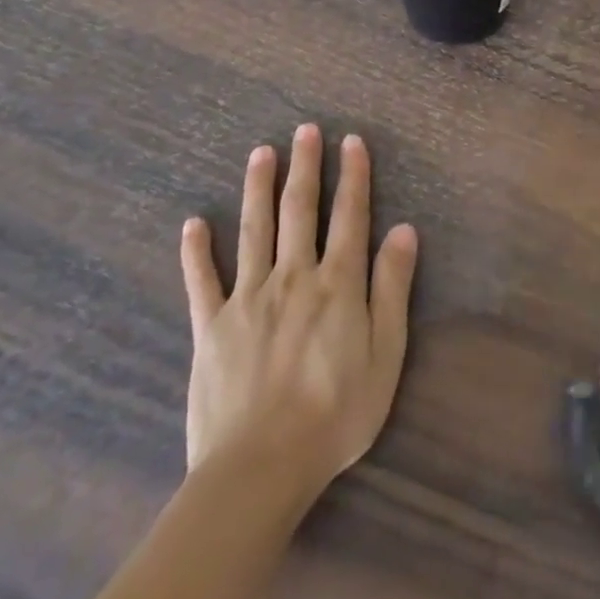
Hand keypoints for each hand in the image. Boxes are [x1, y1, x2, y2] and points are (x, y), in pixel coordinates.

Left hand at [179, 124, 417, 513]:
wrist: (260, 468)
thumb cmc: (337, 412)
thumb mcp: (387, 352)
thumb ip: (393, 287)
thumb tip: (405, 231)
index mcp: (338, 283)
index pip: (350, 215)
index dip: (353, 176)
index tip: (352, 141)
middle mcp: (293, 277)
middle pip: (300, 211)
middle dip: (305, 167)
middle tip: (305, 130)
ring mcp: (247, 299)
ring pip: (253, 230)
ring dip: (258, 188)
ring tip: (261, 153)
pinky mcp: (210, 328)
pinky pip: (201, 281)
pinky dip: (196, 251)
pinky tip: (194, 223)